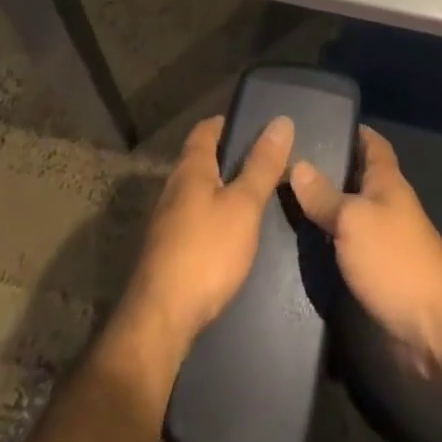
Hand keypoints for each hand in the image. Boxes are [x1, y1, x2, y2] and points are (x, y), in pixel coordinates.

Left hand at [120, 113, 295, 349]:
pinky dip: (215, 215)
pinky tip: (232, 234)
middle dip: (230, 157)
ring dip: (223, 189)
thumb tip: (281, 121)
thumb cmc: (205, 252)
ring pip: (198, 191)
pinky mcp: (168, 251)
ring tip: (255, 197)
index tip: (256, 127)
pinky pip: (195, 218)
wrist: (160, 320)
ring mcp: (167, 220)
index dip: (228, 123)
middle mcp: (174, 187)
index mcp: (191, 168)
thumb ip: (262, 165)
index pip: (206, 129)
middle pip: (202, 159)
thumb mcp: (244, 206)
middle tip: (265, 163)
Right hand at [289, 126, 441, 358]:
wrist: (433, 326)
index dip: (352, 130)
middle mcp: (387, 203)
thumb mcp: (352, 220)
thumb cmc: (394, 259)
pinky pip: (350, 244)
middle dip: (330, 169)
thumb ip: (324, 195)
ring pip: (352, 212)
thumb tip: (297, 164)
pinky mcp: (379, 271)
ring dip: (327, 207)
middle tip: (289, 163)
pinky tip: (305, 243)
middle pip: (358, 176)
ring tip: (286, 200)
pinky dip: (331, 240)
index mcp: (387, 180)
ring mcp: (385, 239)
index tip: (320, 123)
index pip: (372, 143)